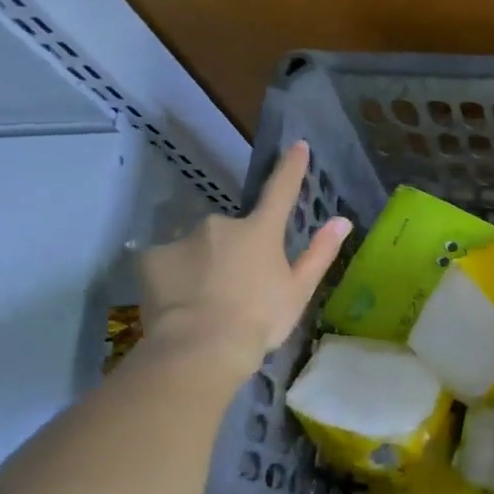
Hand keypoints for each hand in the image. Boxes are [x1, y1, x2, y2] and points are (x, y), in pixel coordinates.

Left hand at [136, 141, 350, 376]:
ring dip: (203, 265)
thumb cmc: (260, 320)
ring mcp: (183, 238)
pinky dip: (174, 277)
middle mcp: (222, 224)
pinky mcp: (151, 257)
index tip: (297, 146)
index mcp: (261, 232)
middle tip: (236, 289)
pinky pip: (167, 262)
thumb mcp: (298, 291)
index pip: (281, 191)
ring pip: (198, 247)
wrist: (200, 348)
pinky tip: (178, 304)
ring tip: (205, 303)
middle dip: (234, 252)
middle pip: (232, 232)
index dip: (291, 168)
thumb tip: (342, 221)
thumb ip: (320, 253)